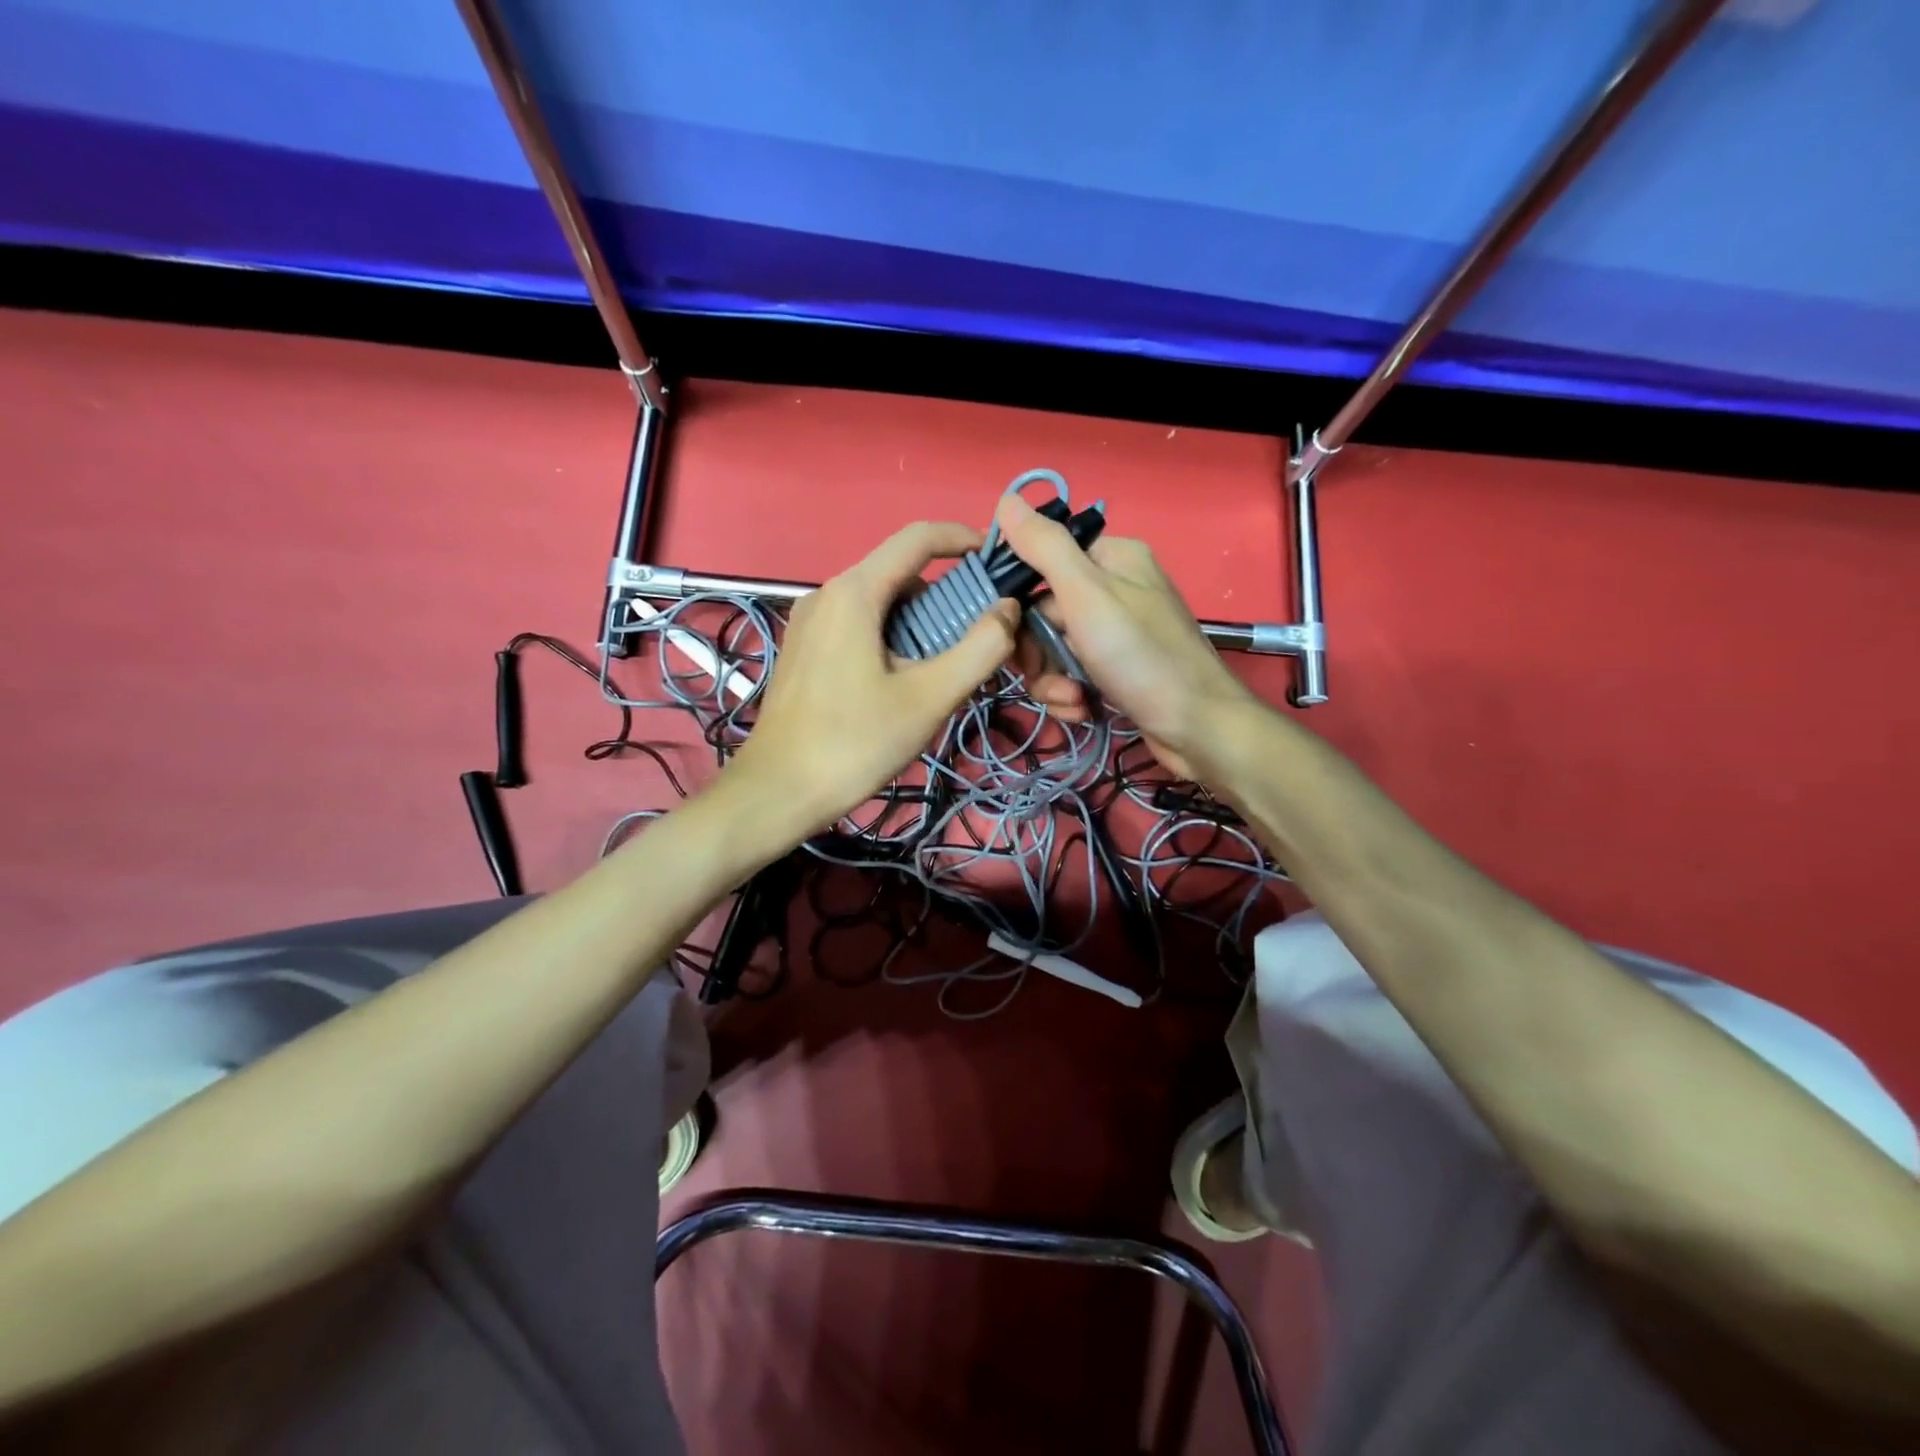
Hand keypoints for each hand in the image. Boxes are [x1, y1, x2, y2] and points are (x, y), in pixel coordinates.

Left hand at [723, 522, 1018, 837]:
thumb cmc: (855, 743)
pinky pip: (859, 626)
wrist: (777, 792)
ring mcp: (810, 622)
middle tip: (979, 640)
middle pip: (900, 574)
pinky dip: (894, 638)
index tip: (998, 562)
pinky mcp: (805, 650)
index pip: (918, 538)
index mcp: (854, 593)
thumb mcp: (929, 698)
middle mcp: (827, 594)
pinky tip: (906, 682)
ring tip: (946, 670)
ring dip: (922, 623)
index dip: (964, 539)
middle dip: (947, 598)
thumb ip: (979, 649)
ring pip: (881, 604)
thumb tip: (1008, 609)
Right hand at [996, 493, 1253, 778]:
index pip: (1041, 562)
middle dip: (1036, 650)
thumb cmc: (1142, 656)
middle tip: (1041, 672)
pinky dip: (1070, 693)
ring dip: (1051, 679)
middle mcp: (1114, 590)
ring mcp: (1115, 633)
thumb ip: (1045, 548)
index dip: (1017, 598)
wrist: (1197, 728)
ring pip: (1053, 649)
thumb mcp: (1087, 595)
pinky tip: (1082, 708)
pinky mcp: (1115, 670)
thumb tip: (1006, 500)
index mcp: (1111, 559)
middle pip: (1042, 612)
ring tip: (1070, 698)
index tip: (1004, 628)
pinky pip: (1072, 673)